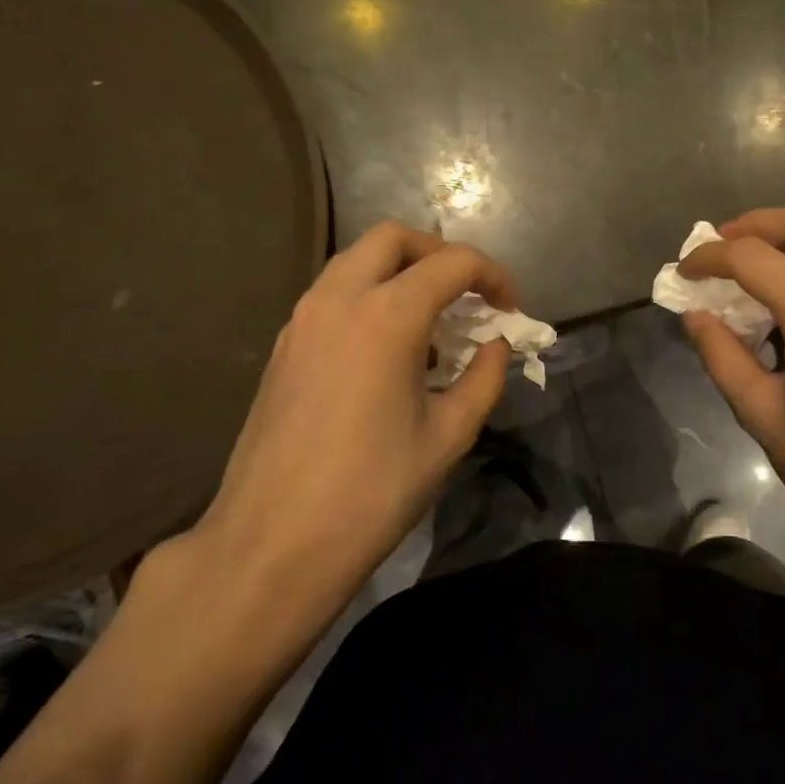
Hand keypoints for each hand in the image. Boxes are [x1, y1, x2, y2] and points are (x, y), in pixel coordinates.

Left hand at [189, 222, 514, 587]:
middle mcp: (338, 300)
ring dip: (401, 273)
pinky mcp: (283, 346)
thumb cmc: (372, 492)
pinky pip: (334, 295)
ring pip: (357, 262)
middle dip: (440, 254)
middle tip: (469, 295)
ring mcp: (302, 320)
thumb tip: (495, 346)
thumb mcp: (448, 436)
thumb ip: (483, 378)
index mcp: (386, 317)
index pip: (452, 263)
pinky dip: (370, 298)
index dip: (493, 275)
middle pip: (394, 239)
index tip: (512, 309)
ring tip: (432, 325)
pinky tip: (389, 352)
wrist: (272, 544)